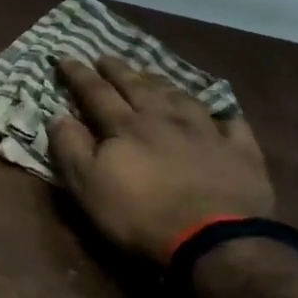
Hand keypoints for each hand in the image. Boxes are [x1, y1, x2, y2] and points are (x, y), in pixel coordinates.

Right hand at [47, 55, 273, 263]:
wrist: (215, 240)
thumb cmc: (140, 214)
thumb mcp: (87, 185)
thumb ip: (70, 147)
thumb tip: (56, 116)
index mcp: (126, 127)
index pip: (96, 92)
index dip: (78, 75)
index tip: (64, 57)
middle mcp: (165, 120)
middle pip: (138, 88)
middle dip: (119, 70)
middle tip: (106, 56)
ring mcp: (207, 133)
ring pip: (182, 98)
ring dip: (163, 84)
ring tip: (153, 76)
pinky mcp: (241, 153)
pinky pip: (232, 124)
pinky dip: (222, 114)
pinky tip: (220, 112)